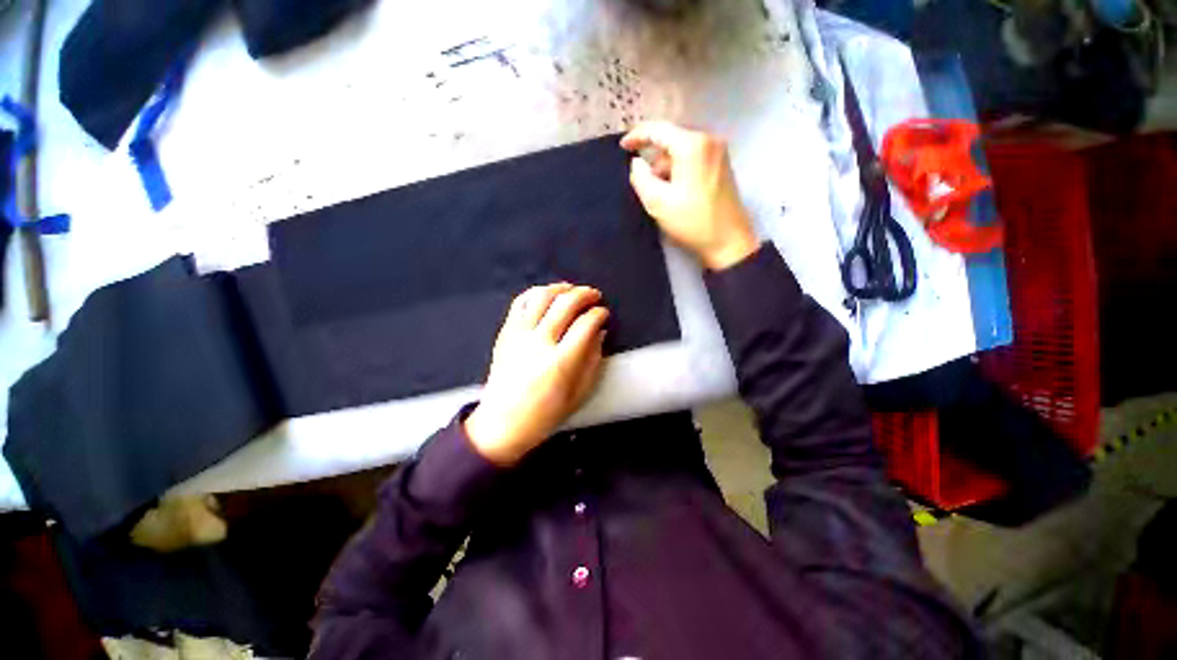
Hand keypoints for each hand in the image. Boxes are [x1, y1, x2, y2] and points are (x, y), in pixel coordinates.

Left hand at [464, 284, 609, 465]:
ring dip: (561, 288)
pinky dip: (536, 292)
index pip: (585, 325)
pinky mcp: (505, 333)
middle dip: (585, 294)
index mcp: (560, 362)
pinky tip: (547, 294)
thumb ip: (593, 360)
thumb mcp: (579, 393)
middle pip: (565, 304)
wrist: (502, 424)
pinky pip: (519, 302)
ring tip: (572, 290)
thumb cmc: (545, 415)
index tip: (604, 314)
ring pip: (542, 297)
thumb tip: (600, 332)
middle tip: (594, 295)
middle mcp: (539, 343)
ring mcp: (519, 335)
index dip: (599, 314)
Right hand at [621, 121, 759, 269]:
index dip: (637, 136)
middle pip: (671, 140)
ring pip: (681, 151)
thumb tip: (636, 163)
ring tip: (661, 195)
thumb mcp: (658, 202)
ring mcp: (718, 152)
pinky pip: (693, 159)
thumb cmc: (692, 222)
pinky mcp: (722, 165)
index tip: (622, 147)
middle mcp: (708, 140)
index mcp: (692, 145)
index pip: (658, 130)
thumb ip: (641, 178)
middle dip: (654, 158)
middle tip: (643, 182)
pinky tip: (675, 193)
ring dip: (666, 168)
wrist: (728, 242)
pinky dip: (679, 171)